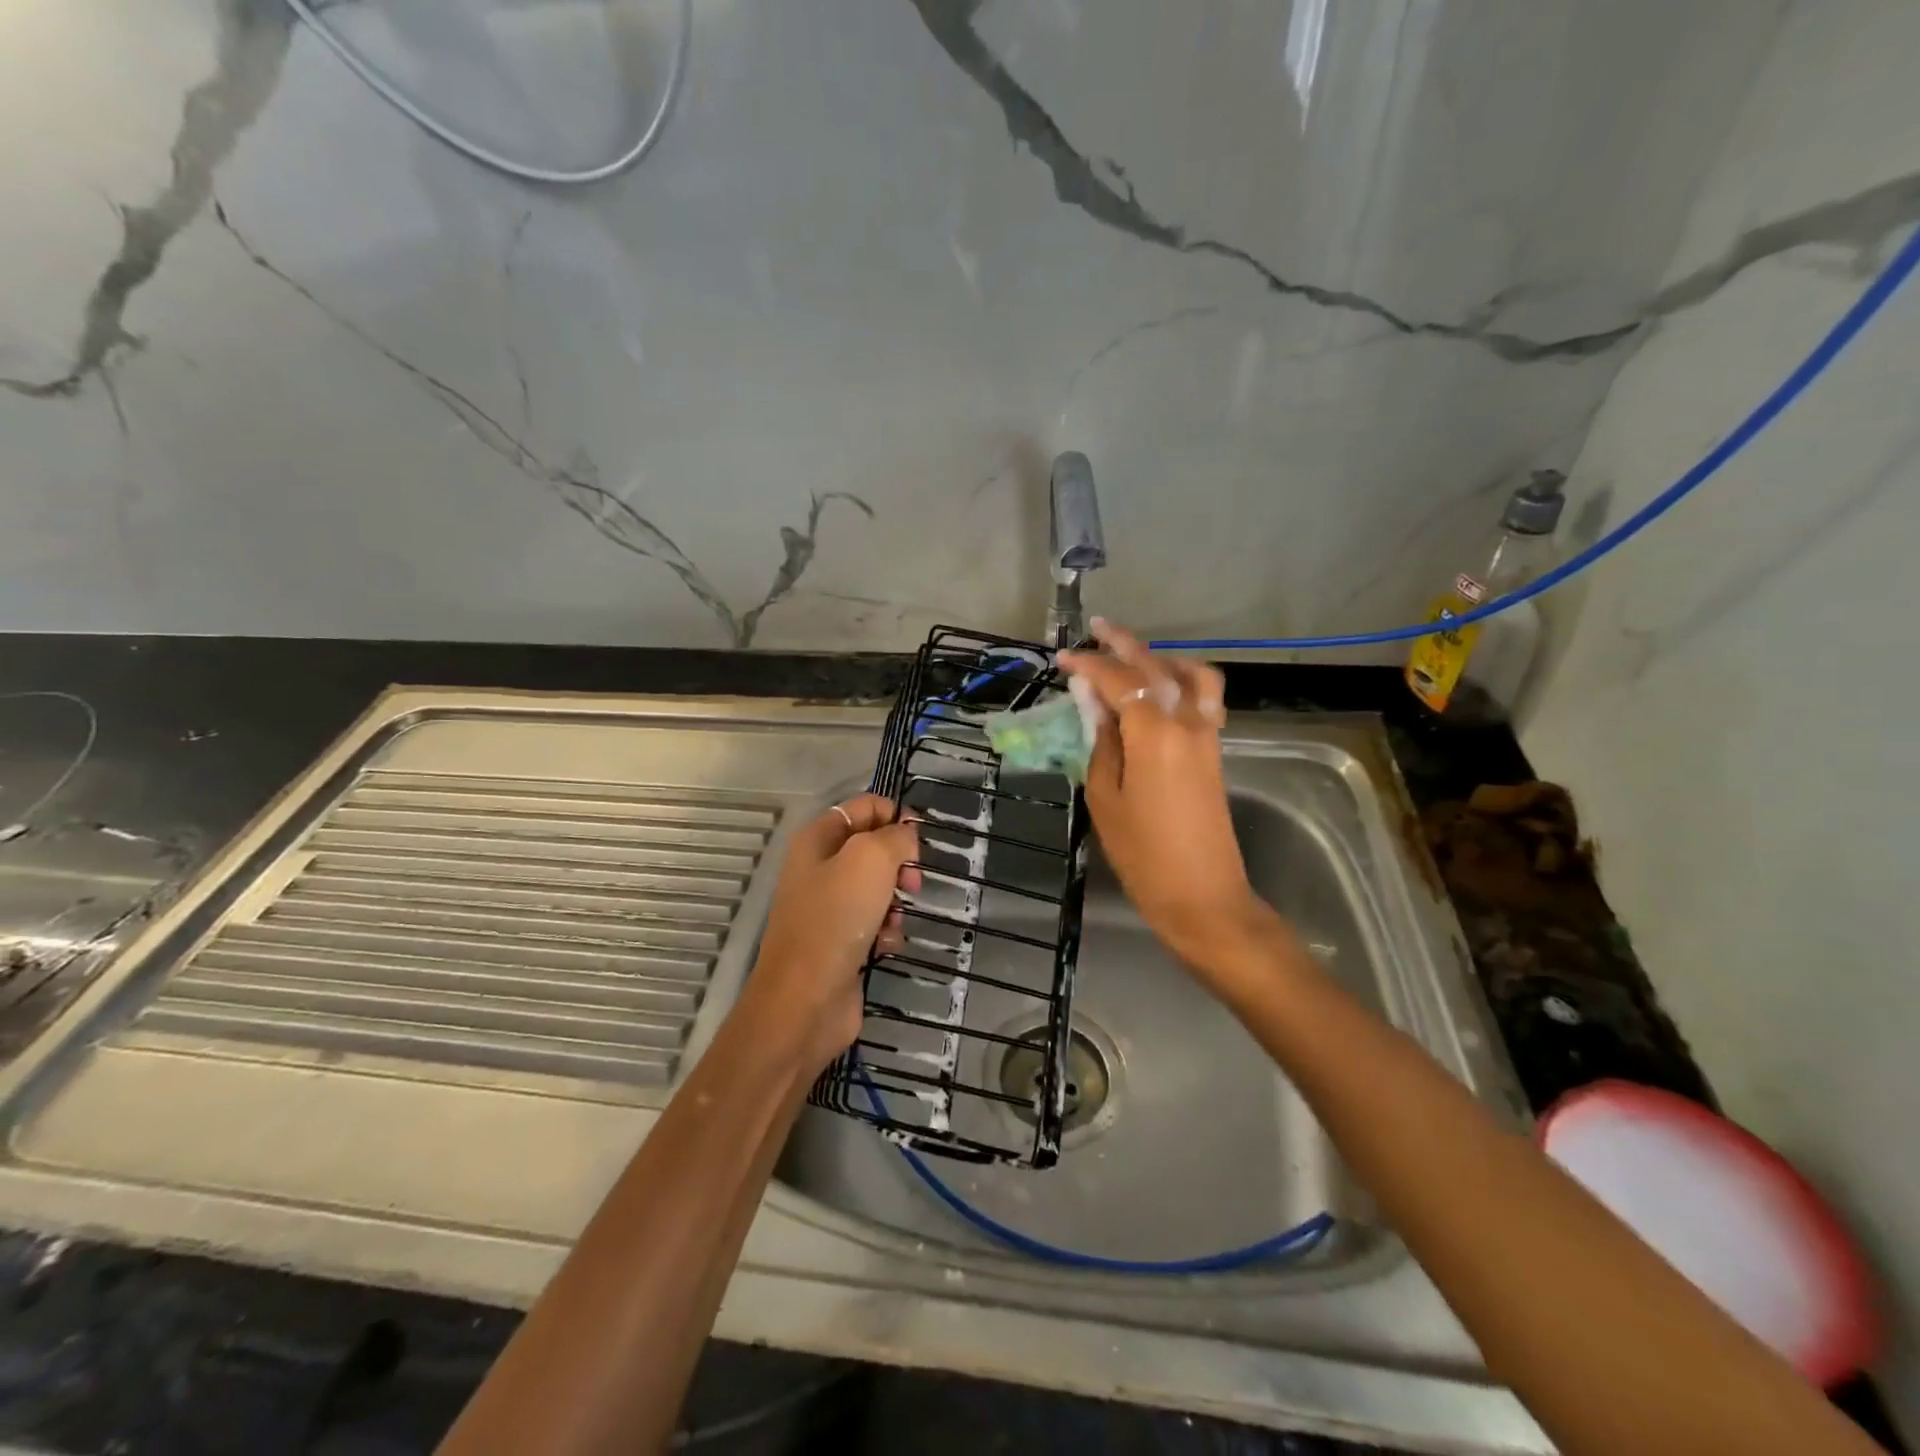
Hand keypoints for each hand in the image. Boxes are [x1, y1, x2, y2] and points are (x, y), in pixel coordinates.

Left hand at [740, 794, 919, 1076]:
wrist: (805, 999)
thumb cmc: (835, 919)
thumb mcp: (870, 859)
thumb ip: (895, 837)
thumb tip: (907, 836)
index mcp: (818, 839)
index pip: (864, 807)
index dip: (896, 814)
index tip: (922, 836)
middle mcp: (821, 868)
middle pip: (875, 848)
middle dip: (900, 862)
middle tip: (912, 882)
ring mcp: (830, 907)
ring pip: (880, 888)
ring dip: (897, 901)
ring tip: (896, 918)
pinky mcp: (842, 941)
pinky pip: (877, 923)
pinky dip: (888, 931)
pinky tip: (886, 945)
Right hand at [1059, 621, 1271, 973]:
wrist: (1203, 895)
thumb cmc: (1143, 854)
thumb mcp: (1105, 798)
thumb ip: (1102, 743)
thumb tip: (1097, 705)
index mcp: (1155, 733)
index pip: (1120, 681)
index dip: (1089, 665)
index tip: (1063, 660)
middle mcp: (1187, 722)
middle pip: (1156, 668)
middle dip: (1124, 644)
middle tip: (1097, 629)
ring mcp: (1208, 735)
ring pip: (1190, 676)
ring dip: (1160, 659)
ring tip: (1132, 659)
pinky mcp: (1215, 751)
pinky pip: (1204, 698)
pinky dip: (1182, 681)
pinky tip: (1161, 691)